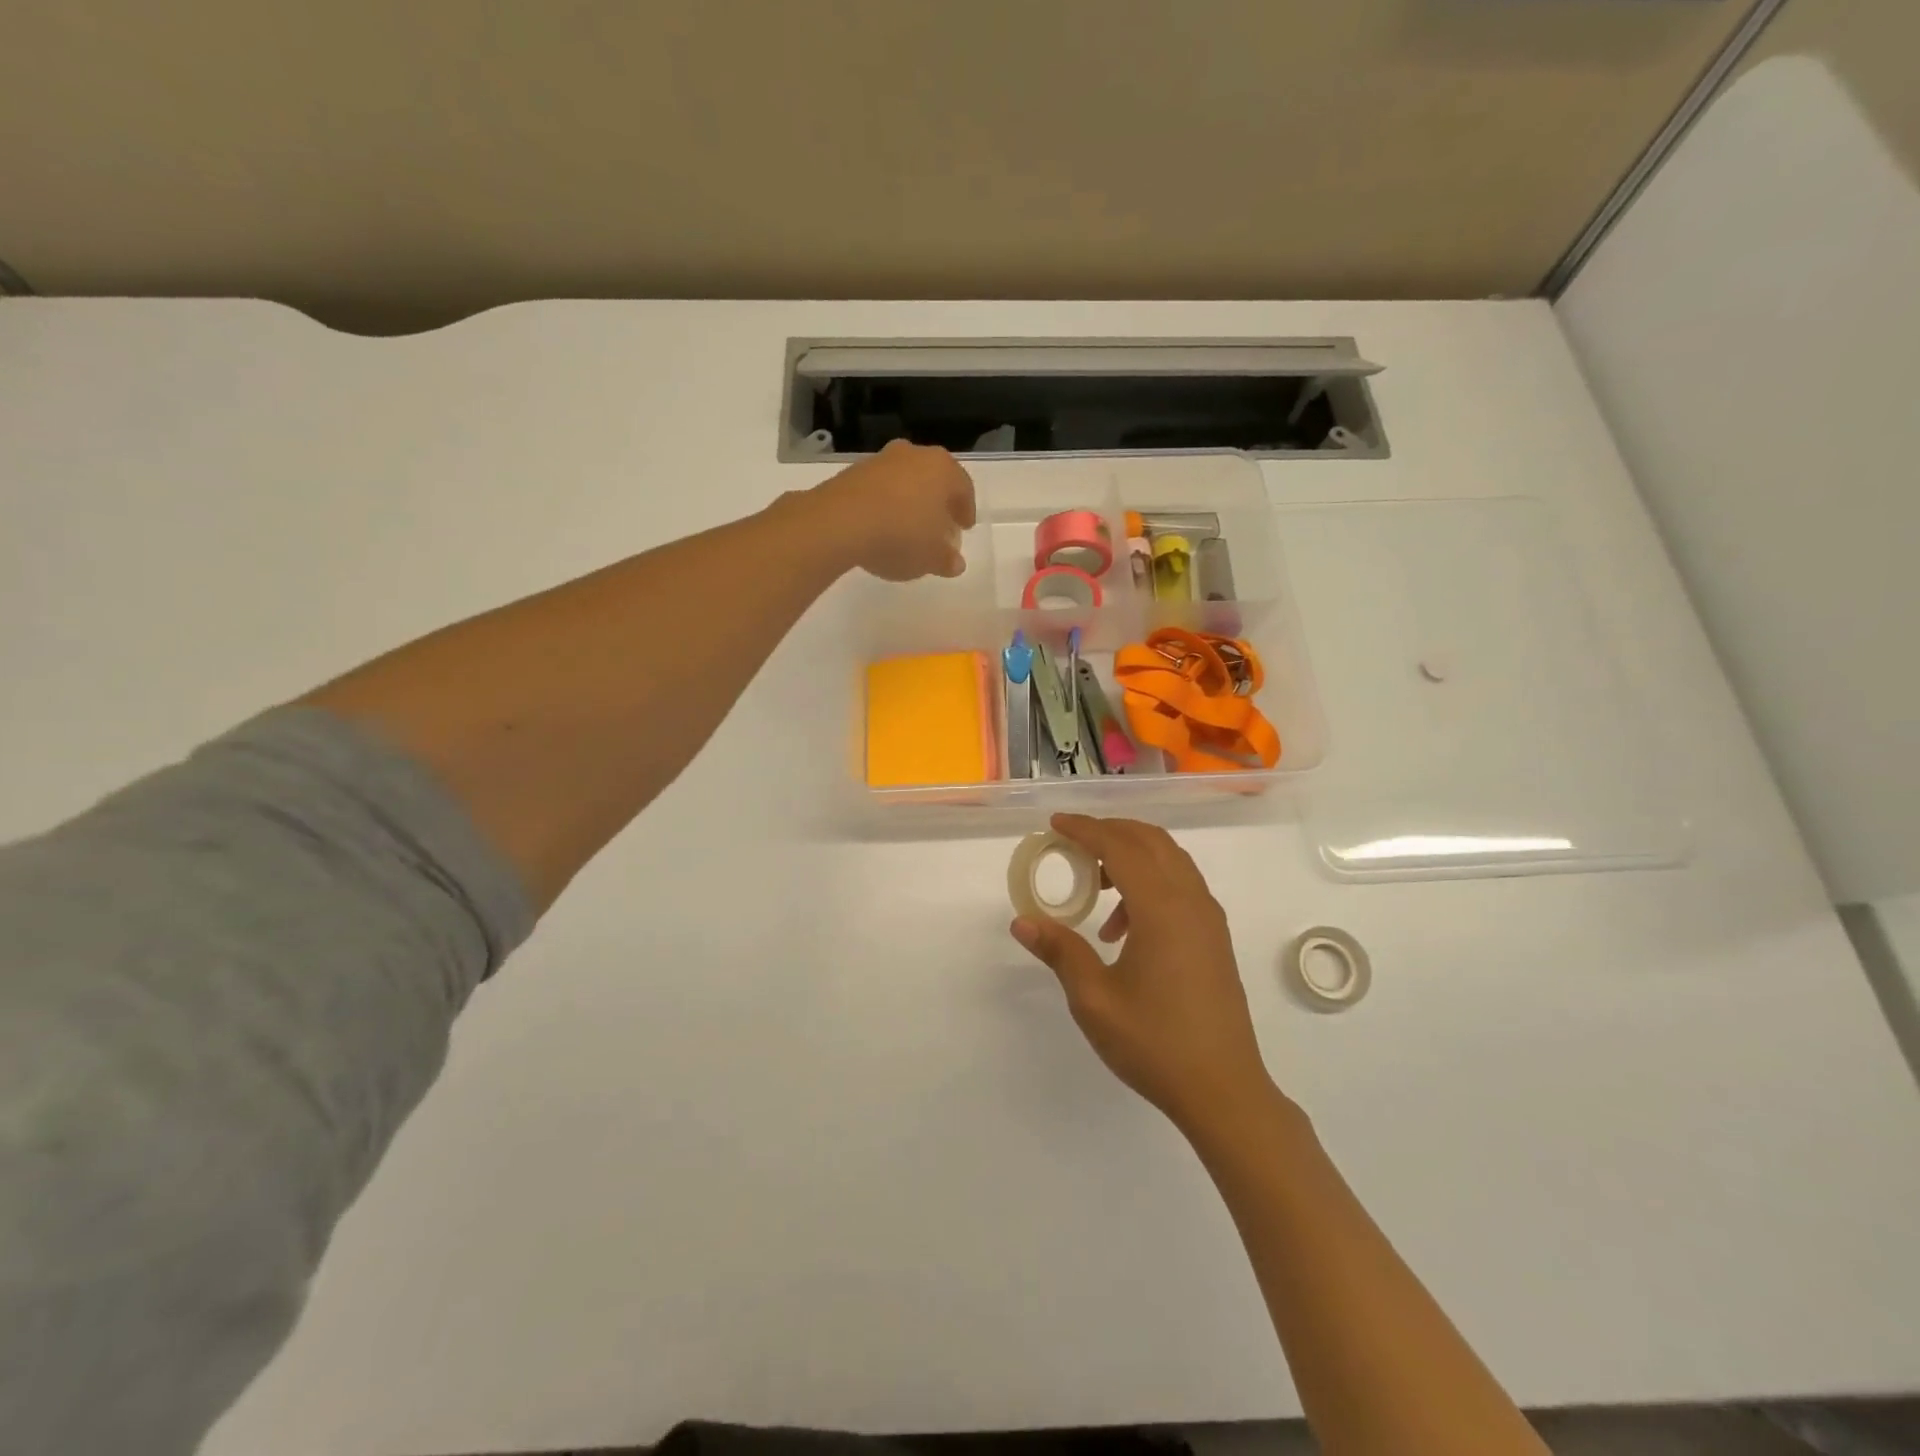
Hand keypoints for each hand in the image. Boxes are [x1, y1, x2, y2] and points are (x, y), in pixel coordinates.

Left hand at [816, 439, 976, 581]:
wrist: (840, 522)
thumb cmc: (901, 536)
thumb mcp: (931, 558)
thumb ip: (947, 560)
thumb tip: (955, 563)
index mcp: (943, 469)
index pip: (964, 488)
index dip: (966, 510)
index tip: (964, 528)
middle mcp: (914, 455)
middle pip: (933, 479)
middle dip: (937, 503)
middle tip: (938, 526)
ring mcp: (881, 460)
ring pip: (905, 481)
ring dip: (909, 501)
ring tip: (907, 528)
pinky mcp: (853, 472)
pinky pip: (879, 489)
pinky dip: (884, 504)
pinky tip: (881, 526)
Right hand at [1011, 814, 1277, 1135]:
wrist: (1224, 1089)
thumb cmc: (1155, 1043)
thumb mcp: (1094, 999)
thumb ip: (1060, 951)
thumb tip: (1022, 921)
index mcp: (1162, 908)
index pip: (1119, 847)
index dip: (1085, 830)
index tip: (1054, 825)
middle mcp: (1191, 901)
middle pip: (1150, 840)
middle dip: (1110, 832)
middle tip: (1073, 843)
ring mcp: (1208, 918)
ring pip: (1170, 860)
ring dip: (1132, 856)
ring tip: (1096, 887)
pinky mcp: (1215, 937)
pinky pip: (1181, 884)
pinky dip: (1151, 881)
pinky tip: (1124, 927)